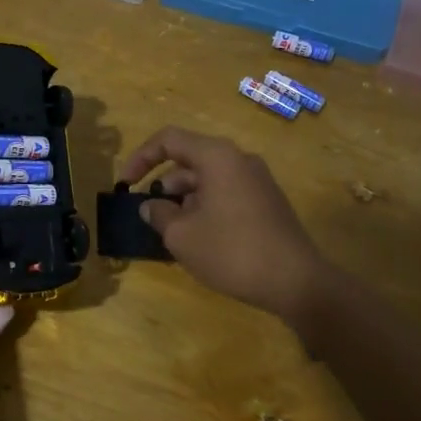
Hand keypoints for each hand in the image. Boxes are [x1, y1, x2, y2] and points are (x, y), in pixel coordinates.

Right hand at [121, 126, 331, 324]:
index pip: (169, 140)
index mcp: (217, 157)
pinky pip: (225, 193)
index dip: (140, 158)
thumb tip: (150, 206)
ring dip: (183, 199)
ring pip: (208, 179)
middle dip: (162, 184)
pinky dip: (204, 207)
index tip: (124, 185)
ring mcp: (257, 180)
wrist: (295, 281)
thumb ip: (158, 214)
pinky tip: (197, 238)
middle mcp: (239, 159)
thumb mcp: (181, 235)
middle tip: (147, 213)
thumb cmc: (231, 251)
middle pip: (189, 159)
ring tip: (170, 231)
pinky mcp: (267, 202)